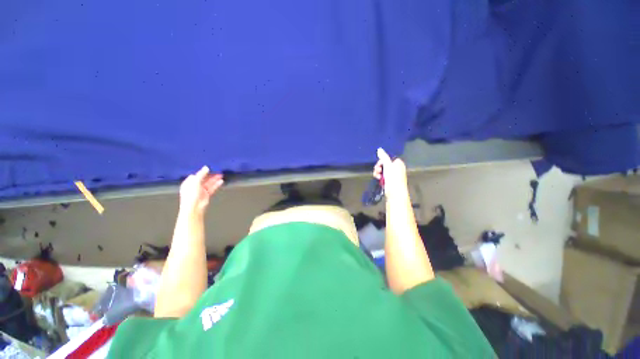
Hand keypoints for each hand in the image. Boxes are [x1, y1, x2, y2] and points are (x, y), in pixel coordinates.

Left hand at [179, 166, 223, 214]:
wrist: (194, 207)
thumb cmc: (191, 195)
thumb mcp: (195, 181)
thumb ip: (201, 174)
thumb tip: (206, 167)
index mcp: (189, 183)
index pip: (196, 175)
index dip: (202, 172)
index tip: (209, 168)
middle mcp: (194, 186)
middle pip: (203, 179)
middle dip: (210, 175)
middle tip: (216, 170)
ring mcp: (201, 190)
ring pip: (209, 183)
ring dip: (214, 179)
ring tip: (221, 175)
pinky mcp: (207, 194)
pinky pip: (212, 188)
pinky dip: (216, 184)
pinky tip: (221, 181)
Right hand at [373, 148, 407, 199]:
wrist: (395, 193)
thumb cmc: (393, 178)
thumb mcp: (388, 165)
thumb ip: (383, 157)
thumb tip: (379, 149)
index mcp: (398, 163)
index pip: (388, 158)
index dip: (382, 161)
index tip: (379, 164)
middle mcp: (396, 168)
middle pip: (384, 164)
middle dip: (379, 167)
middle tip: (377, 171)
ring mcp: (392, 175)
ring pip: (382, 170)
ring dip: (377, 172)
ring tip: (377, 176)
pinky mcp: (389, 181)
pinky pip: (382, 176)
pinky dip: (379, 177)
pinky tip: (378, 179)